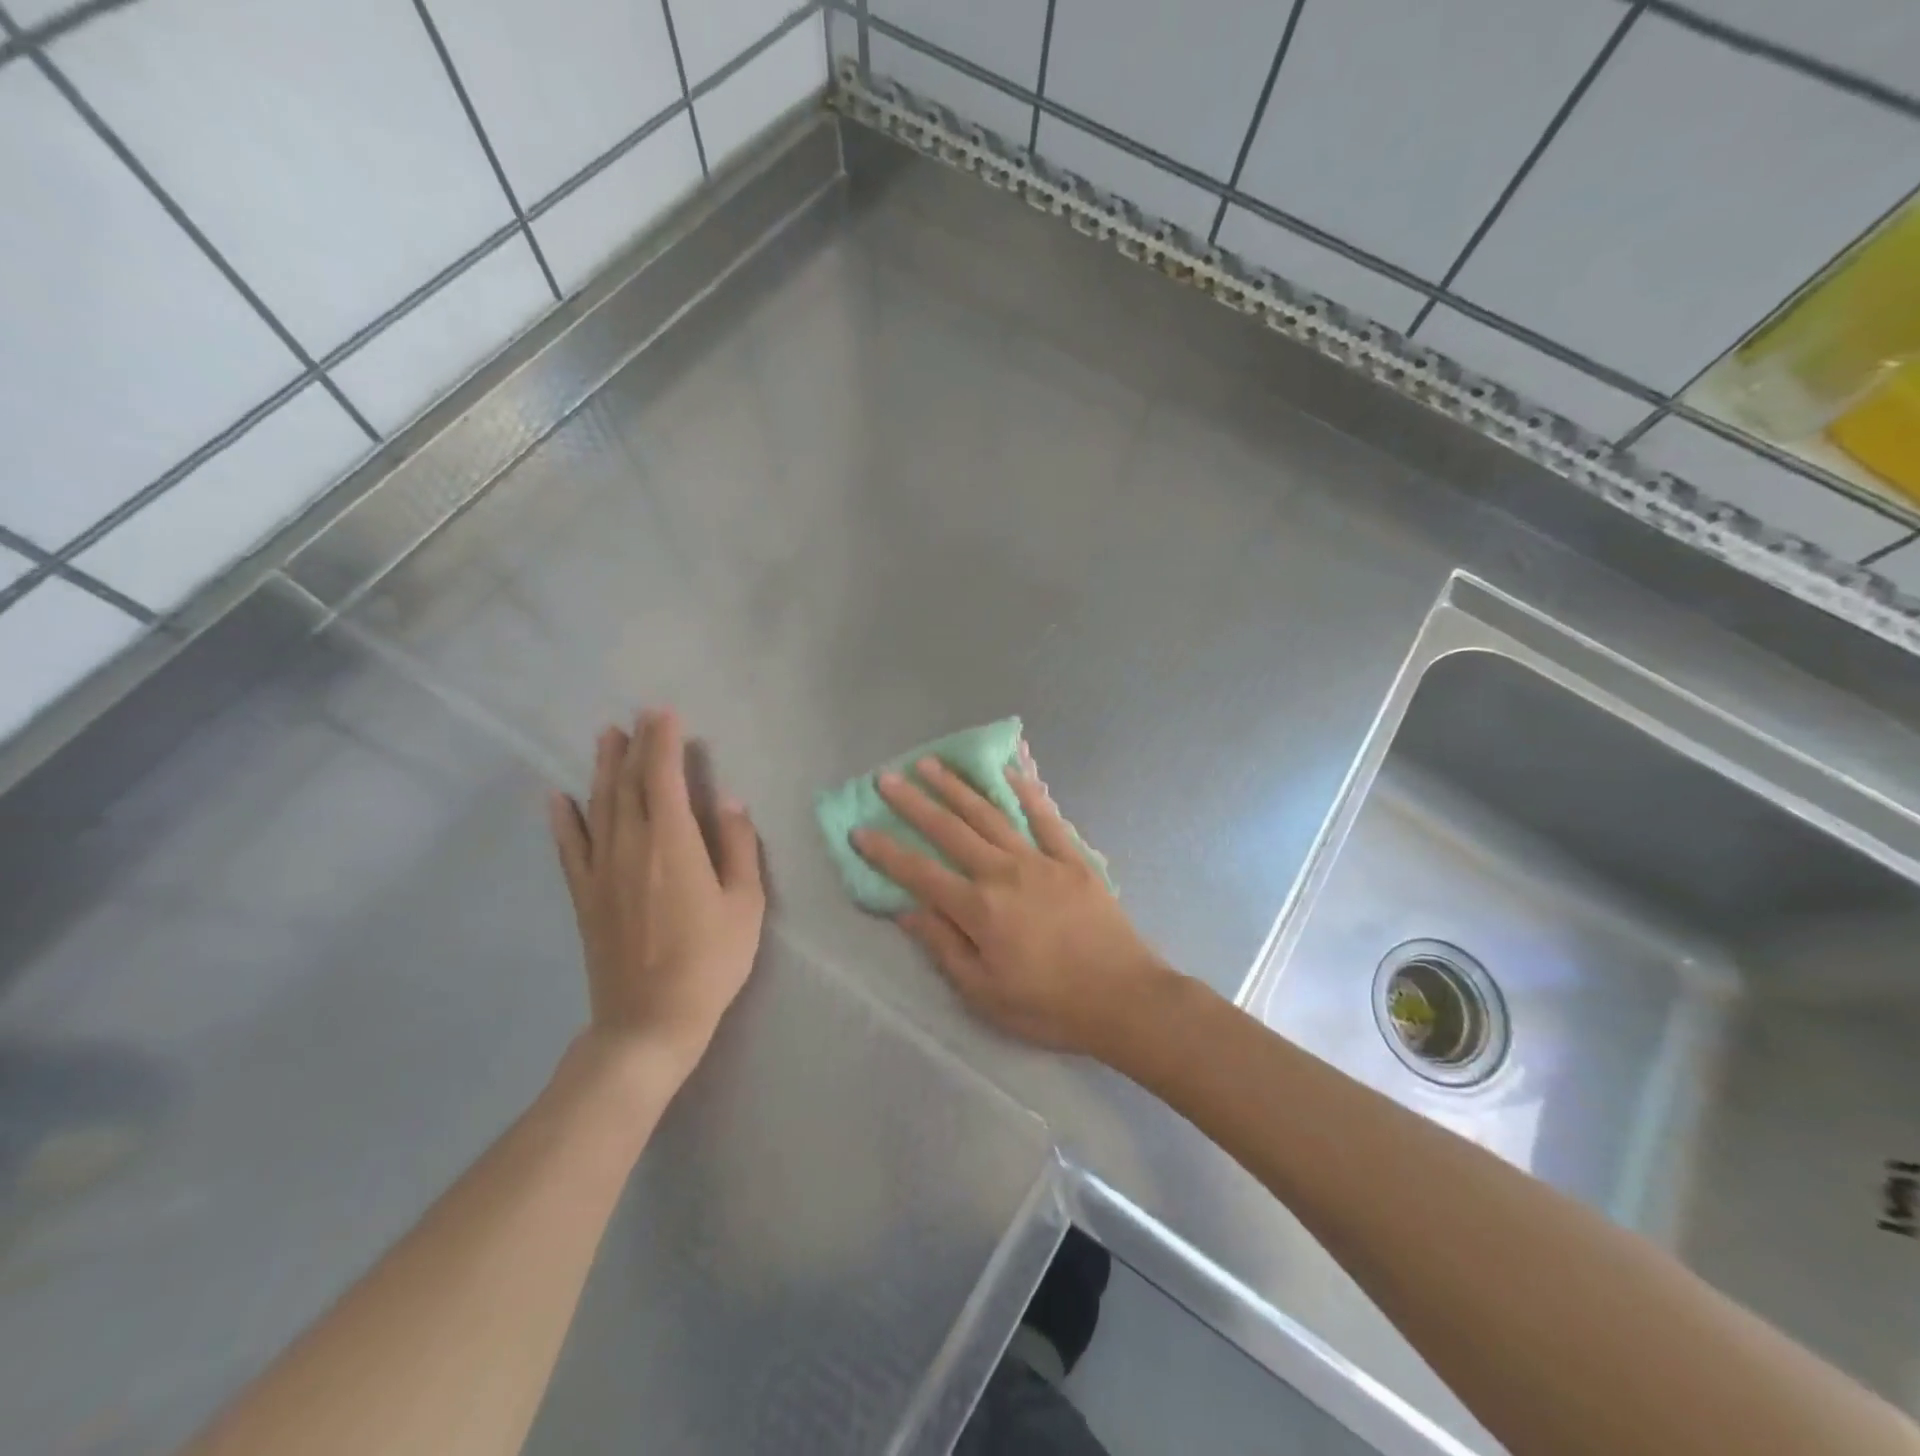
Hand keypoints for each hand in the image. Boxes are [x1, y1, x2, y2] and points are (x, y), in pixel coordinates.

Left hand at [549, 709, 765, 1082]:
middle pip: (628, 783)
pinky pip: (569, 846)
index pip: (663, 777)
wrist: (649, 1021)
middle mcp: (629, 845)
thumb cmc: (709, 961)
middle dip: (635, 746)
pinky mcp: (584, 894)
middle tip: (638, 717)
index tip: (665, 714)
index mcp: (672, 843)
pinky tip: (558, 797)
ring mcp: (600, 870)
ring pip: (598, 805)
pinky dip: (563, 818)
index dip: (663, 742)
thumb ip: (737, 846)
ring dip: (602, 768)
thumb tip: (727, 801)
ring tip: (606, 737)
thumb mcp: (745, 903)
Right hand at [853, 757, 1171, 1058]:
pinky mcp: (1072, 858)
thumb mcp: (984, 993)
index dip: (886, 851)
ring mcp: (1041, 860)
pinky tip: (1009, 768)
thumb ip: (944, 946)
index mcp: (979, 909)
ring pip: (991, 814)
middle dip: (915, 802)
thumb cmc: (1049, 1005)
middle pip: (950, 830)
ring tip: (932, 763)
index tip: (859, 829)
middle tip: (888, 777)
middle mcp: (1004, 873)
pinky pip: (1046, 816)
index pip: (920, 873)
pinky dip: (1026, 790)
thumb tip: (906, 910)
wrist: (1124, 998)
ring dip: (958, 787)